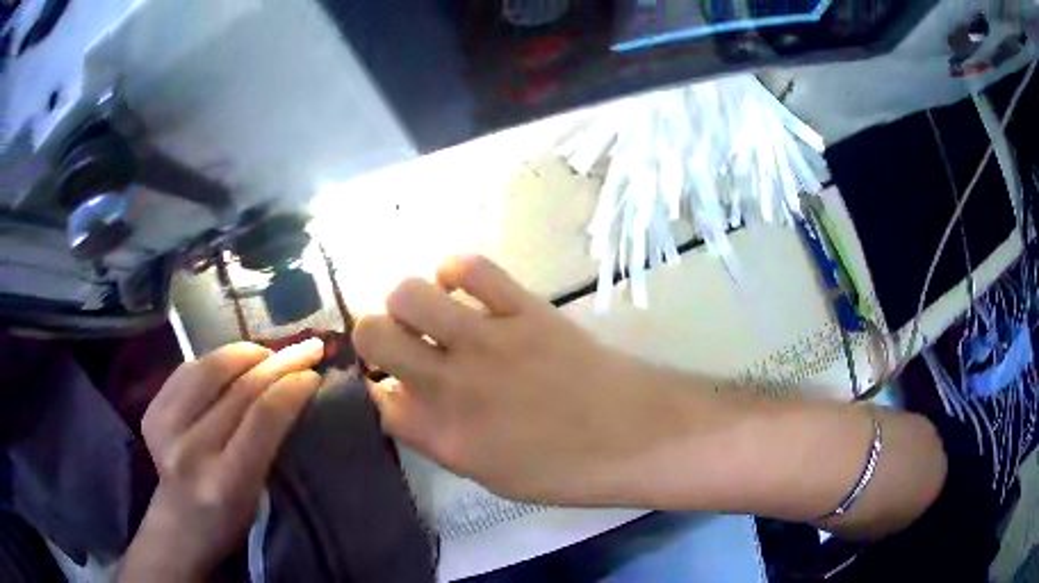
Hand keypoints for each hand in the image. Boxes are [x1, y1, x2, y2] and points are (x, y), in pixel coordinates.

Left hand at [120, 339, 324, 581]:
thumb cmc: (231, 519)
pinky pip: (188, 369)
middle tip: (306, 348)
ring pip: (210, 368)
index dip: (291, 387)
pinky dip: (215, 361)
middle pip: (239, 389)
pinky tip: (232, 363)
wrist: (180, 525)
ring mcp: (164, 426)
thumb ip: (270, 443)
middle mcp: (190, 450)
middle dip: (278, 363)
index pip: (262, 418)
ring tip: (267, 353)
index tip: (314, 373)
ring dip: (245, 353)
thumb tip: (293, 388)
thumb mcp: (260, 493)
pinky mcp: (151, 410)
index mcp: (226, 481)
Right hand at [354, 255, 677, 505]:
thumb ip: (440, 440)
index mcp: (442, 436)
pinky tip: (466, 288)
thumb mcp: (490, 476)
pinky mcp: (524, 308)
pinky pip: (470, 267)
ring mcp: (487, 340)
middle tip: (400, 341)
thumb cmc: (567, 471)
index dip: (376, 388)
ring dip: (409, 302)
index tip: (389, 384)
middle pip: (373, 335)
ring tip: (432, 312)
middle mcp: (450, 385)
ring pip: (408, 293)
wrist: (636, 437)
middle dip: (374, 335)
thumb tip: (410, 403)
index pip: (376, 399)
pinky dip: (457, 272)